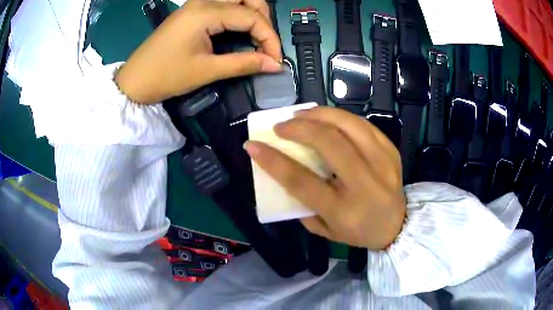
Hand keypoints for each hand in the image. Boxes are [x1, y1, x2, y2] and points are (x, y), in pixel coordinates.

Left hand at [115, 0, 281, 103]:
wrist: (134, 81)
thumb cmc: (165, 76)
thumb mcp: (206, 71)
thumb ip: (244, 63)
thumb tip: (274, 65)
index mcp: (206, 13)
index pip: (251, 17)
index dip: (269, 38)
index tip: (275, 60)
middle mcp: (203, 1)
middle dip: (263, 17)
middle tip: (265, 42)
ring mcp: (196, 3)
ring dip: (252, 12)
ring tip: (256, 35)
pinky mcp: (192, 10)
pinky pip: (223, 4)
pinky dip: (237, 13)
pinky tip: (239, 29)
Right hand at [244, 107, 405, 249]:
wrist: (397, 226)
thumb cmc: (358, 232)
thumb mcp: (325, 230)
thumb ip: (302, 206)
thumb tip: (283, 172)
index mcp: (343, 210)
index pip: (301, 180)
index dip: (273, 160)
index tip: (253, 145)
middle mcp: (364, 184)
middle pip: (329, 143)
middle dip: (299, 128)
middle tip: (281, 126)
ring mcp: (382, 163)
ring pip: (349, 125)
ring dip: (320, 114)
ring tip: (301, 115)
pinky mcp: (391, 151)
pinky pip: (363, 125)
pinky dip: (340, 117)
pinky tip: (327, 118)